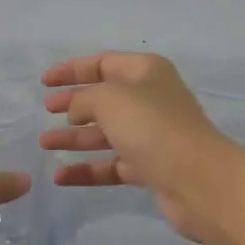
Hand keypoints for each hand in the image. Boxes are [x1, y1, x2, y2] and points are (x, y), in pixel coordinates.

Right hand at [39, 53, 242, 244]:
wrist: (200, 181)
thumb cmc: (153, 127)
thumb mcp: (110, 99)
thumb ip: (84, 98)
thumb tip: (76, 110)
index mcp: (146, 72)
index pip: (103, 63)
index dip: (72, 70)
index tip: (44, 82)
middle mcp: (150, 99)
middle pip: (104, 98)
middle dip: (73, 104)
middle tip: (46, 111)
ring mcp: (151, 136)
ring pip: (105, 133)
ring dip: (75, 138)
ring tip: (44, 144)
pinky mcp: (151, 168)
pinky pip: (111, 165)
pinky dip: (87, 169)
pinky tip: (60, 177)